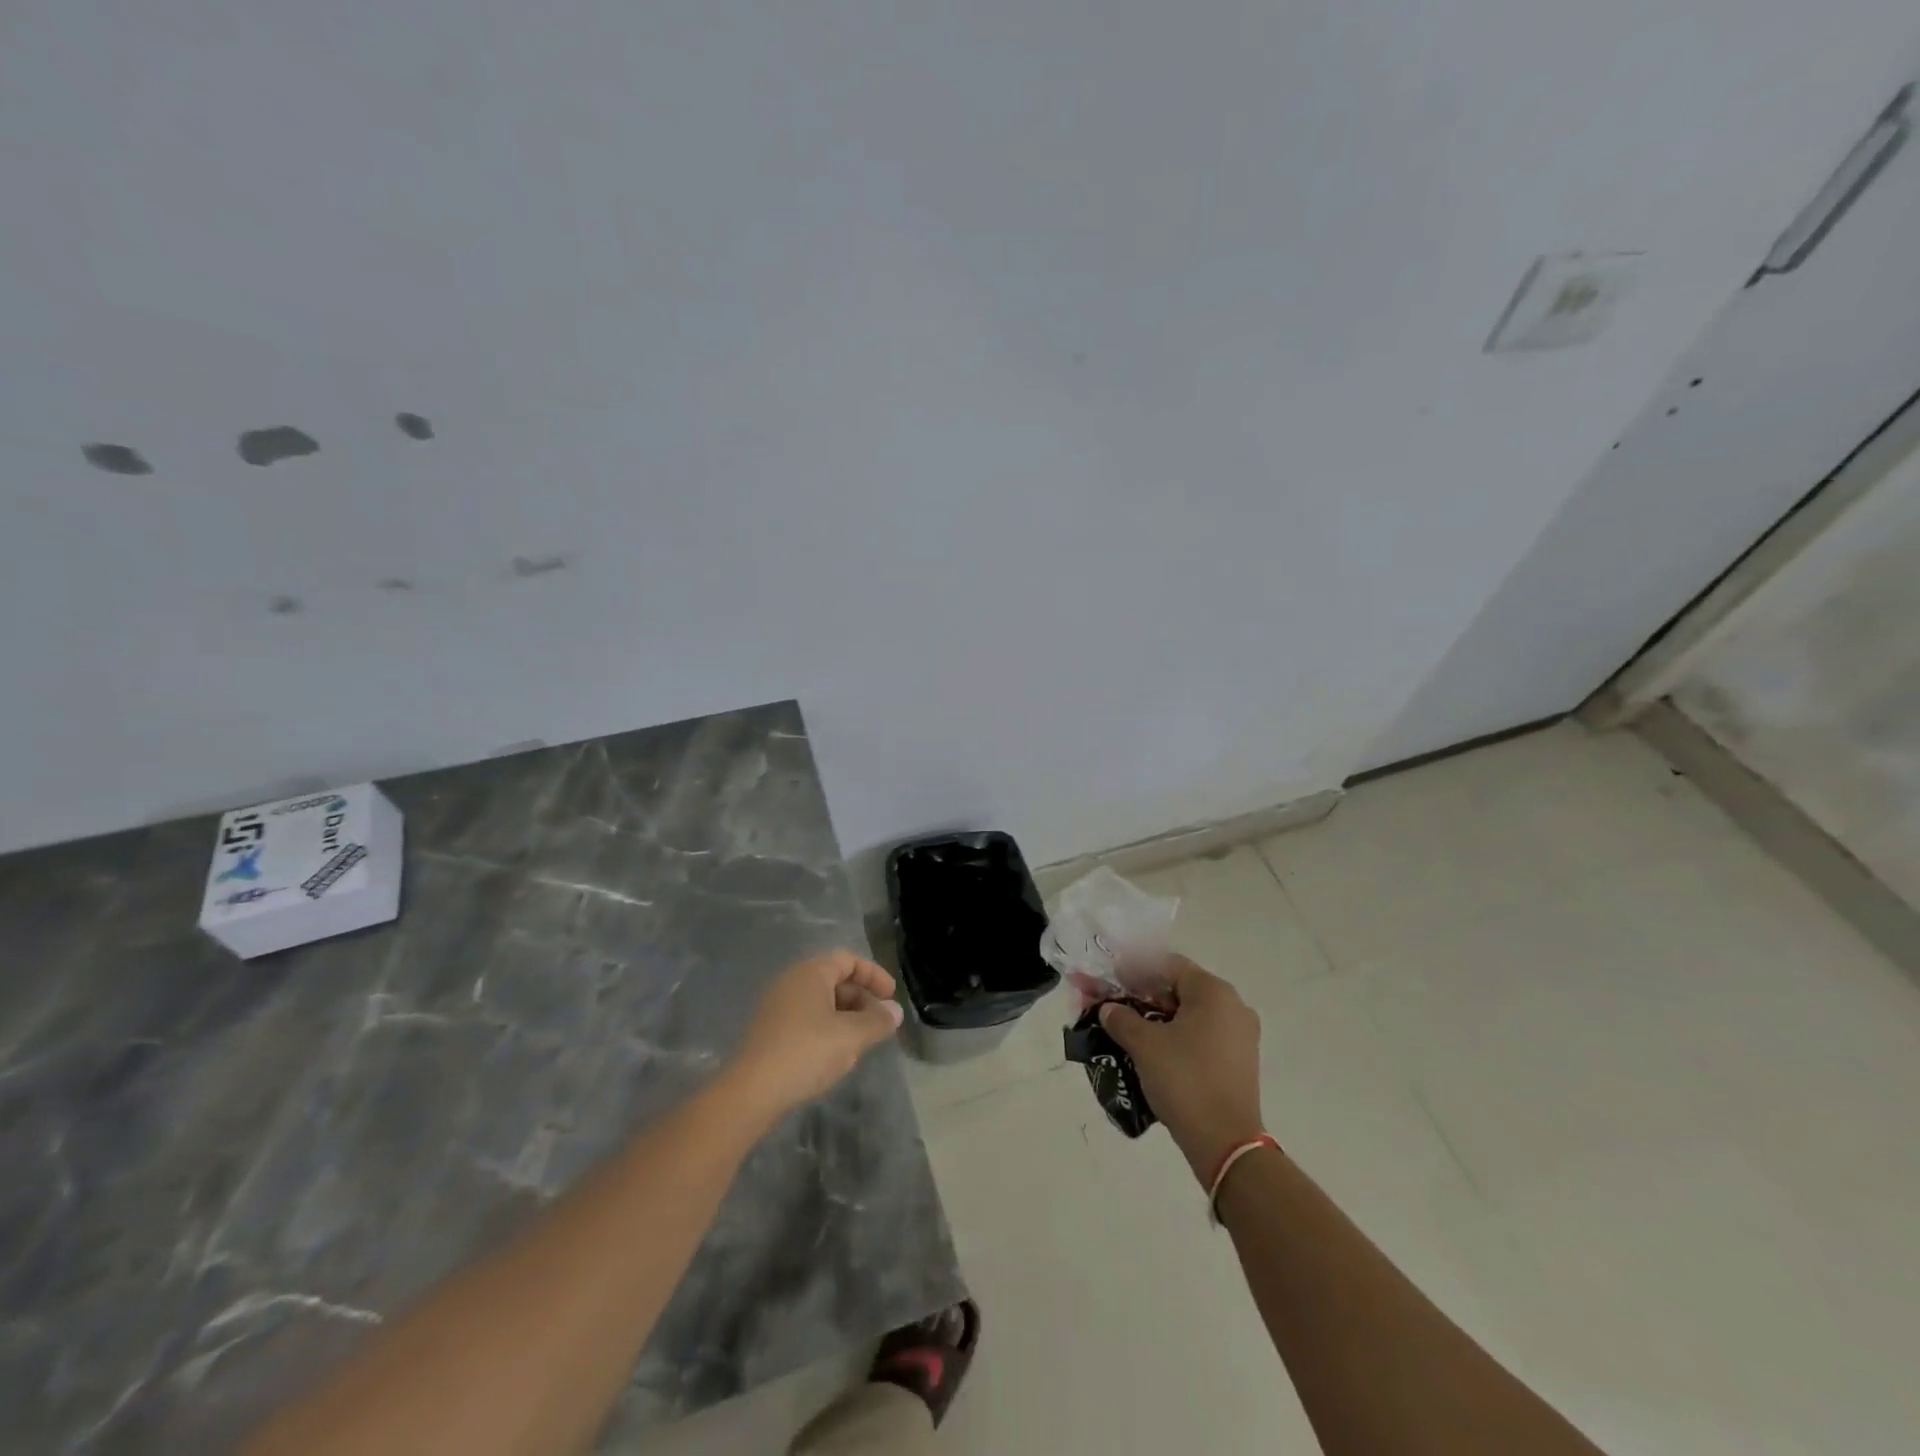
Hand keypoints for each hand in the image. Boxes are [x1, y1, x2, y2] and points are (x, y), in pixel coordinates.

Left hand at [722, 950, 903, 1122]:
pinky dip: (827, 1028)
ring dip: (846, 1016)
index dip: (874, 975)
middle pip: (835, 979)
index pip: (848, 960)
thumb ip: (877, 1021)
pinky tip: (835, 1055)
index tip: (891, 996)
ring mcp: (777, 1005)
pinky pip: (806, 1018)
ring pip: (821, 1001)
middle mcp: (791, 981)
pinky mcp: (769, 1030)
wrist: (752, 1091)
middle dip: (861, 999)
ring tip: (861, 1042)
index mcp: (811, 972)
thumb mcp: (851, 1036)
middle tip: (879, 1023)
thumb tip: (895, 1011)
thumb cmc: (807, 1051)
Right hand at [1099, 956, 1263, 1185]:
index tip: (1110, 982)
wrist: (1226, 1143)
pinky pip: (1202, 1035)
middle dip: (1143, 995)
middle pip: (1179, 988)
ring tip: (1128, 1029)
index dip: (1135, 970)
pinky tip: (1152, 1050)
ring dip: (1158, 1017)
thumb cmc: (1185, 1080)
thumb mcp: (1144, 1045)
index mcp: (1213, 992)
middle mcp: (1233, 1006)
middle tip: (1114, 1005)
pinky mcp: (1239, 1061)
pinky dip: (1176, 1036)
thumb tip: (1108, 1009)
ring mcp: (1240, 1035)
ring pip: (1190, 1014)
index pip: (1167, 965)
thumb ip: (1121, 1018)